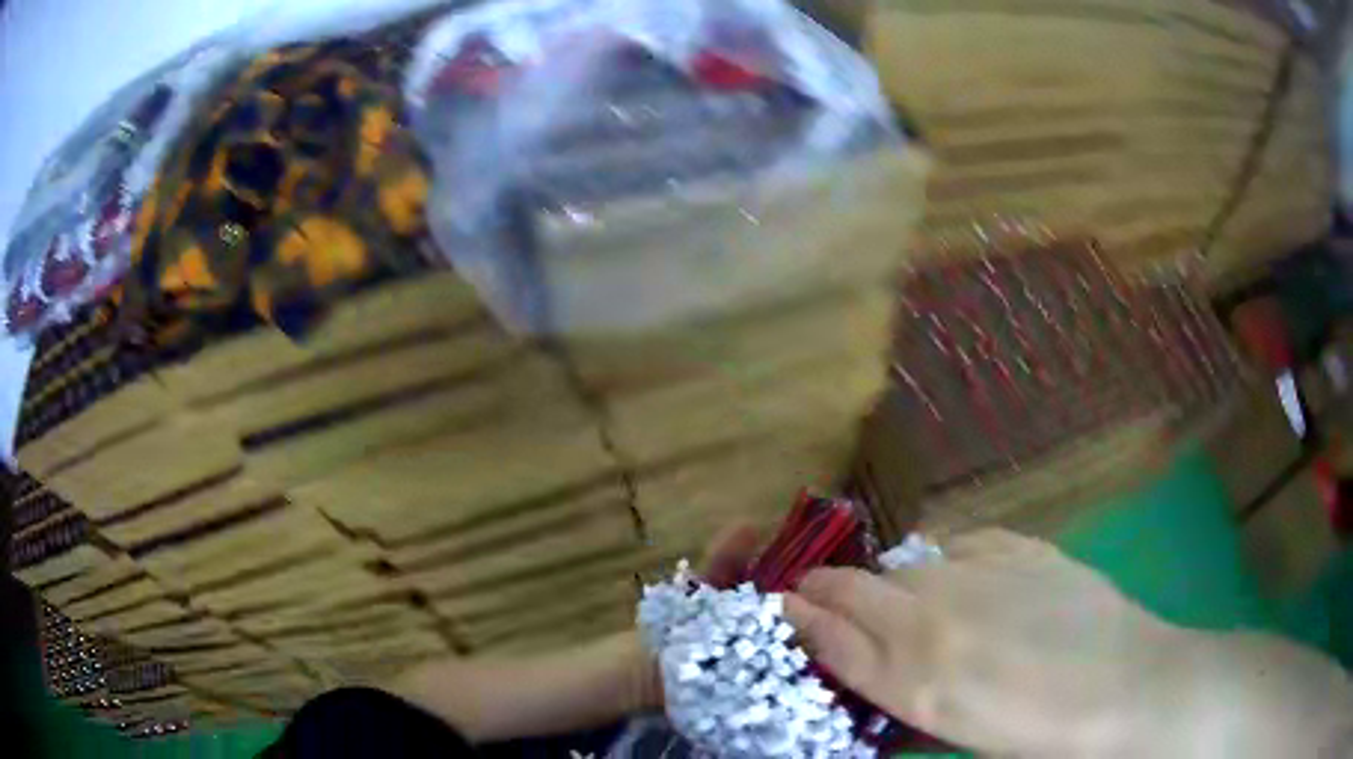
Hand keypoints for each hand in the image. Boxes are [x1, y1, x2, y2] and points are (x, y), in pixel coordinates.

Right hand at [785, 529, 1352, 756]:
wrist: (1126, 689)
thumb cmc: (1035, 733)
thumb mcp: (951, 726)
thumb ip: (895, 683)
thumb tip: (854, 651)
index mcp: (916, 674)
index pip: (829, 630)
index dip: (796, 613)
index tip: (777, 605)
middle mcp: (938, 614)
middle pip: (857, 586)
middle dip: (827, 590)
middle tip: (816, 597)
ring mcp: (984, 572)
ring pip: (908, 564)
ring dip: (888, 581)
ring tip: (895, 601)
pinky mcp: (1024, 549)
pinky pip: (965, 546)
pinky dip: (948, 564)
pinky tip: (962, 583)